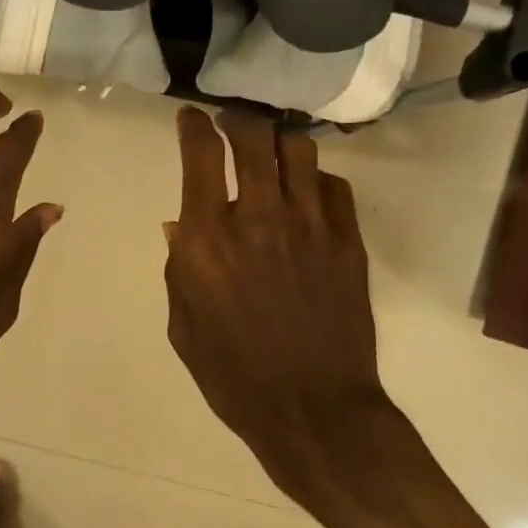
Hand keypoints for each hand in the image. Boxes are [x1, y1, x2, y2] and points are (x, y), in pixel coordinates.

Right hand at [164, 108, 490, 527]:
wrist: (311, 409)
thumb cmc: (233, 375)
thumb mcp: (183, 326)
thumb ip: (179, 268)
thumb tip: (181, 225)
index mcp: (208, 240)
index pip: (201, 156)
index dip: (193, 126)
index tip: (190, 117)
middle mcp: (259, 218)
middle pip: (253, 137)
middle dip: (237, 119)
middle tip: (231, 121)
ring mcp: (310, 226)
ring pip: (299, 151)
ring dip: (279, 141)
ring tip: (271, 150)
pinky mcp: (348, 242)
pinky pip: (335, 187)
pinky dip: (315, 179)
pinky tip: (307, 193)